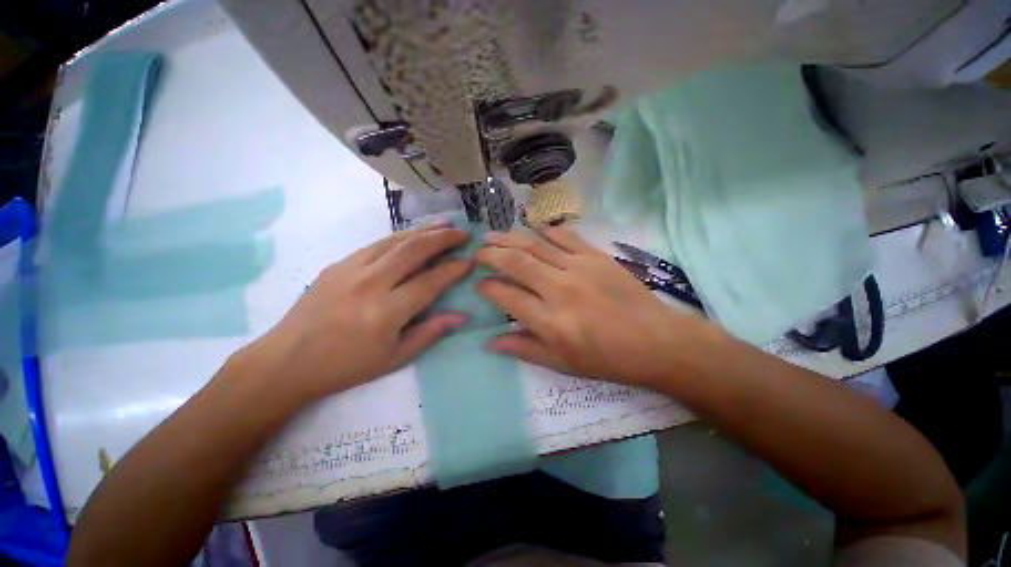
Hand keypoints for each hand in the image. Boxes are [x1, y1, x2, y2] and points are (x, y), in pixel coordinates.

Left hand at [241, 224, 470, 403]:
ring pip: (395, 241)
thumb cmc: (346, 365)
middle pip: (413, 250)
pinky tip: (412, 234)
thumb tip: (461, 316)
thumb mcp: (395, 358)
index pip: (430, 282)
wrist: (287, 360)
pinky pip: (377, 244)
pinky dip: (400, 236)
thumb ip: (430, 333)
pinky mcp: (339, 264)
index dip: (452, 269)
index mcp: (386, 311)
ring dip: (423, 230)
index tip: (469, 261)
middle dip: (442, 238)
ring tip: (445, 224)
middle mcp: (371, 283)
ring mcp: (351, 269)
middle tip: (462, 233)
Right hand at [475, 227, 718, 387]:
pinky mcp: (596, 256)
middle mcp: (559, 290)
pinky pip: (565, 236)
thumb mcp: (561, 364)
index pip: (506, 297)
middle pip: (516, 263)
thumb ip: (523, 349)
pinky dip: (545, 230)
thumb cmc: (606, 359)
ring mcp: (578, 269)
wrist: (655, 341)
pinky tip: (532, 229)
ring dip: (510, 239)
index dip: (487, 288)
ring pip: (535, 245)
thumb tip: (489, 343)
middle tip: (477, 252)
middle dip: (490, 255)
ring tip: (492, 235)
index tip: (479, 284)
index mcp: (550, 322)